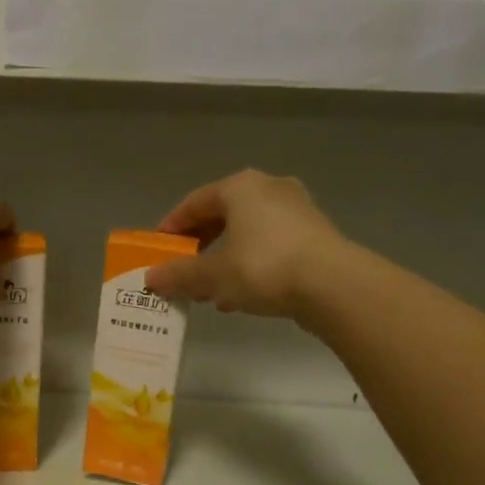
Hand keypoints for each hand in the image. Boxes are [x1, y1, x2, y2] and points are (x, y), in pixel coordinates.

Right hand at [145, 170, 344, 317]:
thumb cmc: (264, 268)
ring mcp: (297, 210)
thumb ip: (179, 275)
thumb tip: (151, 278)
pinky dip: (251, 264)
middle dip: (200, 246)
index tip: (159, 248)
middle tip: (184, 270)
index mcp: (240, 188)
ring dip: (225, 259)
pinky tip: (242, 296)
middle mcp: (269, 189)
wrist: (334, 285)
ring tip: (210, 291)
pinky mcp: (315, 234)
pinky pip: (270, 245)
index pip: (195, 202)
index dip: (173, 226)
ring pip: (248, 232)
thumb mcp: (213, 275)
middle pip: (223, 215)